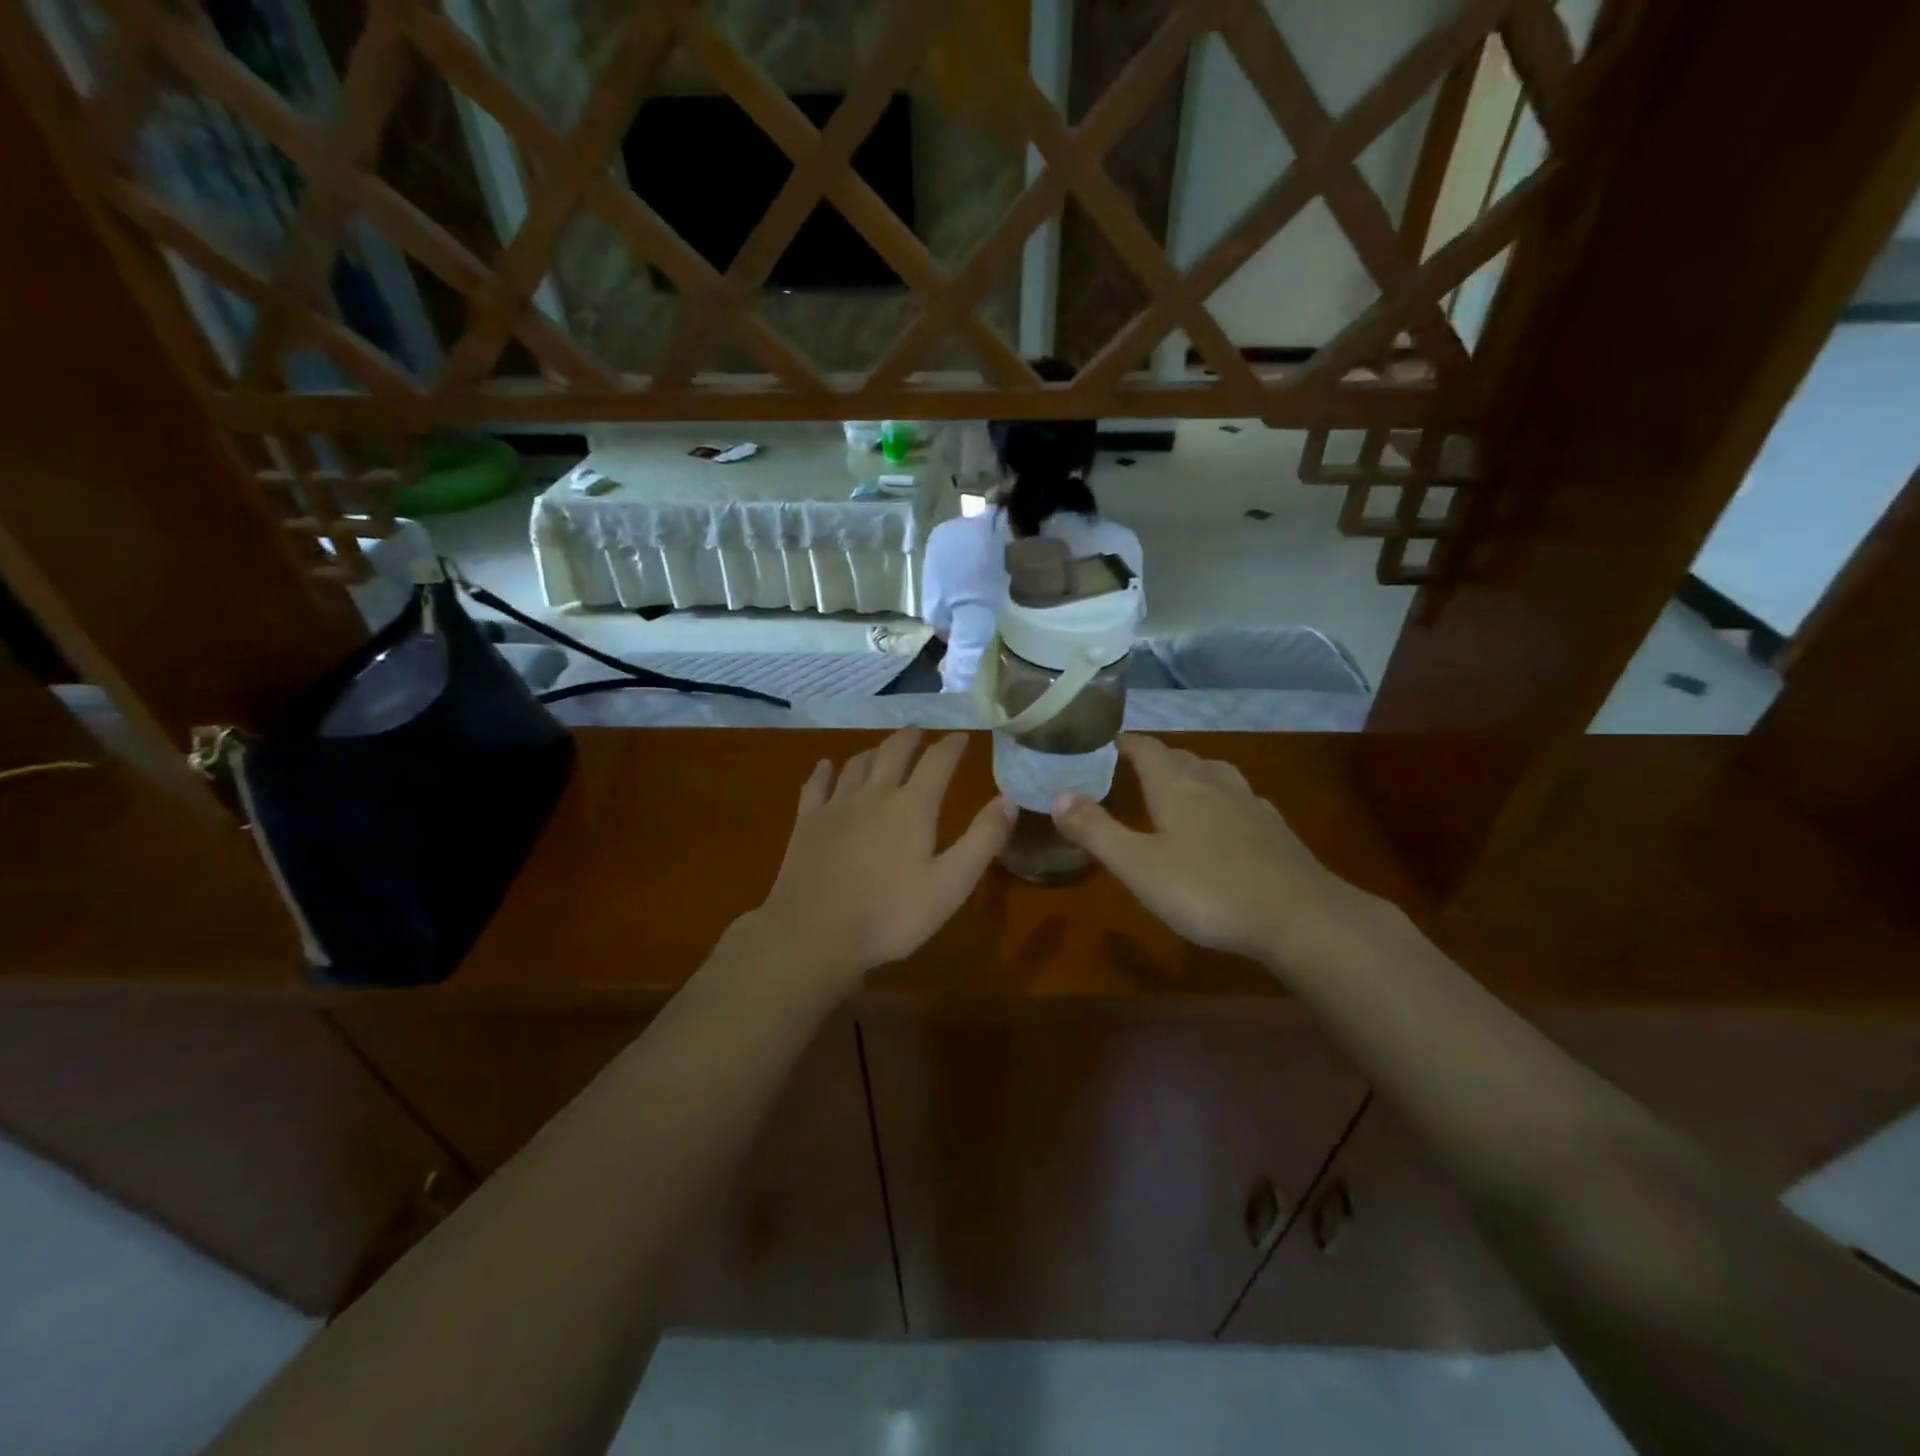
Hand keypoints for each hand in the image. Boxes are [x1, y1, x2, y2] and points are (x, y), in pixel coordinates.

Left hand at [756, 730, 1014, 981]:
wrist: (814, 936)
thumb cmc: (890, 915)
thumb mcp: (951, 885)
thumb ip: (982, 840)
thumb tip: (1008, 799)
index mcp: (912, 807)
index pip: (938, 762)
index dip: (952, 746)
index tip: (961, 737)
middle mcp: (874, 794)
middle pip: (894, 752)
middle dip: (911, 739)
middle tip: (920, 733)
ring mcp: (836, 806)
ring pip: (857, 764)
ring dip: (874, 751)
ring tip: (883, 748)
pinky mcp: (807, 822)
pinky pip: (816, 785)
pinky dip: (824, 771)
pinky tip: (826, 767)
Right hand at [1050, 735, 1365, 962]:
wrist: (1300, 917)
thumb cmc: (1207, 889)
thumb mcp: (1137, 865)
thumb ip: (1096, 830)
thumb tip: (1057, 795)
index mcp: (1177, 786)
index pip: (1146, 748)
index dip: (1125, 743)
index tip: (1107, 742)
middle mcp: (1214, 783)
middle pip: (1182, 757)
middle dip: (1156, 759)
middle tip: (1133, 771)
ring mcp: (1250, 804)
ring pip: (1215, 775)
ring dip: (1192, 775)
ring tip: (1178, 790)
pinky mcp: (1275, 830)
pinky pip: (1239, 800)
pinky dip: (1220, 801)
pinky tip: (1223, 825)